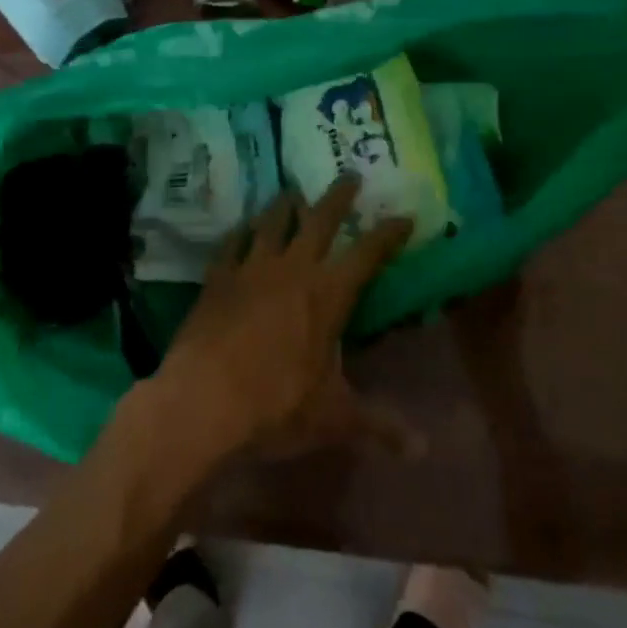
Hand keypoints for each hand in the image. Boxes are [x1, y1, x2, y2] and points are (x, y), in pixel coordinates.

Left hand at [145, 178, 419, 468]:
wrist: (202, 402)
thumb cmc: (276, 407)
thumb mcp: (334, 419)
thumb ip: (379, 426)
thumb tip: (423, 452)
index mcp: (328, 293)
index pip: (368, 253)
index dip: (388, 233)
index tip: (403, 217)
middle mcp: (293, 268)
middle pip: (320, 219)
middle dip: (339, 196)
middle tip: (350, 175)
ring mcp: (251, 267)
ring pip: (273, 220)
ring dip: (286, 204)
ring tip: (293, 191)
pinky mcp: (218, 277)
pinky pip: (233, 242)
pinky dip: (242, 231)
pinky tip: (243, 228)